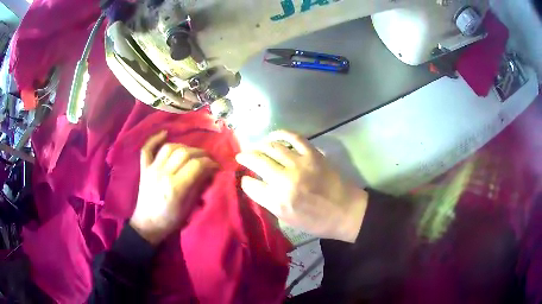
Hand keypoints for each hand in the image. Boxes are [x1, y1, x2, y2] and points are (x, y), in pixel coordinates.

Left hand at [130, 131, 217, 244]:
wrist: (147, 224)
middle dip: (200, 153)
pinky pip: (147, 149)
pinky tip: (165, 133)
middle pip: (184, 153)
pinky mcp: (144, 168)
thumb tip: (210, 172)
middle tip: (208, 159)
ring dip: (183, 146)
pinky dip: (154, 139)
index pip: (196, 165)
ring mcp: (151, 169)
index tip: (216, 166)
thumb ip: (198, 187)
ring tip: (191, 152)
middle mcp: (163, 174)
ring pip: (169, 147)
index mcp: (175, 188)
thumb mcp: (189, 208)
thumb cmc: (170, 220)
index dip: (210, 163)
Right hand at [236, 130, 367, 242]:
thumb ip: (269, 202)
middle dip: (245, 157)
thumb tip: (256, 185)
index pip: (250, 185)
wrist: (346, 211)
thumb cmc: (317, 221)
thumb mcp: (288, 220)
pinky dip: (281, 134)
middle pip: (257, 161)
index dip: (245, 180)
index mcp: (278, 201)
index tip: (245, 178)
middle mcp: (285, 180)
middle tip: (241, 156)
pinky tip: (273, 136)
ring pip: (271, 147)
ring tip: (255, 147)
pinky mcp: (313, 154)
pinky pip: (293, 137)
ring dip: (259, 145)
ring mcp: (299, 164)